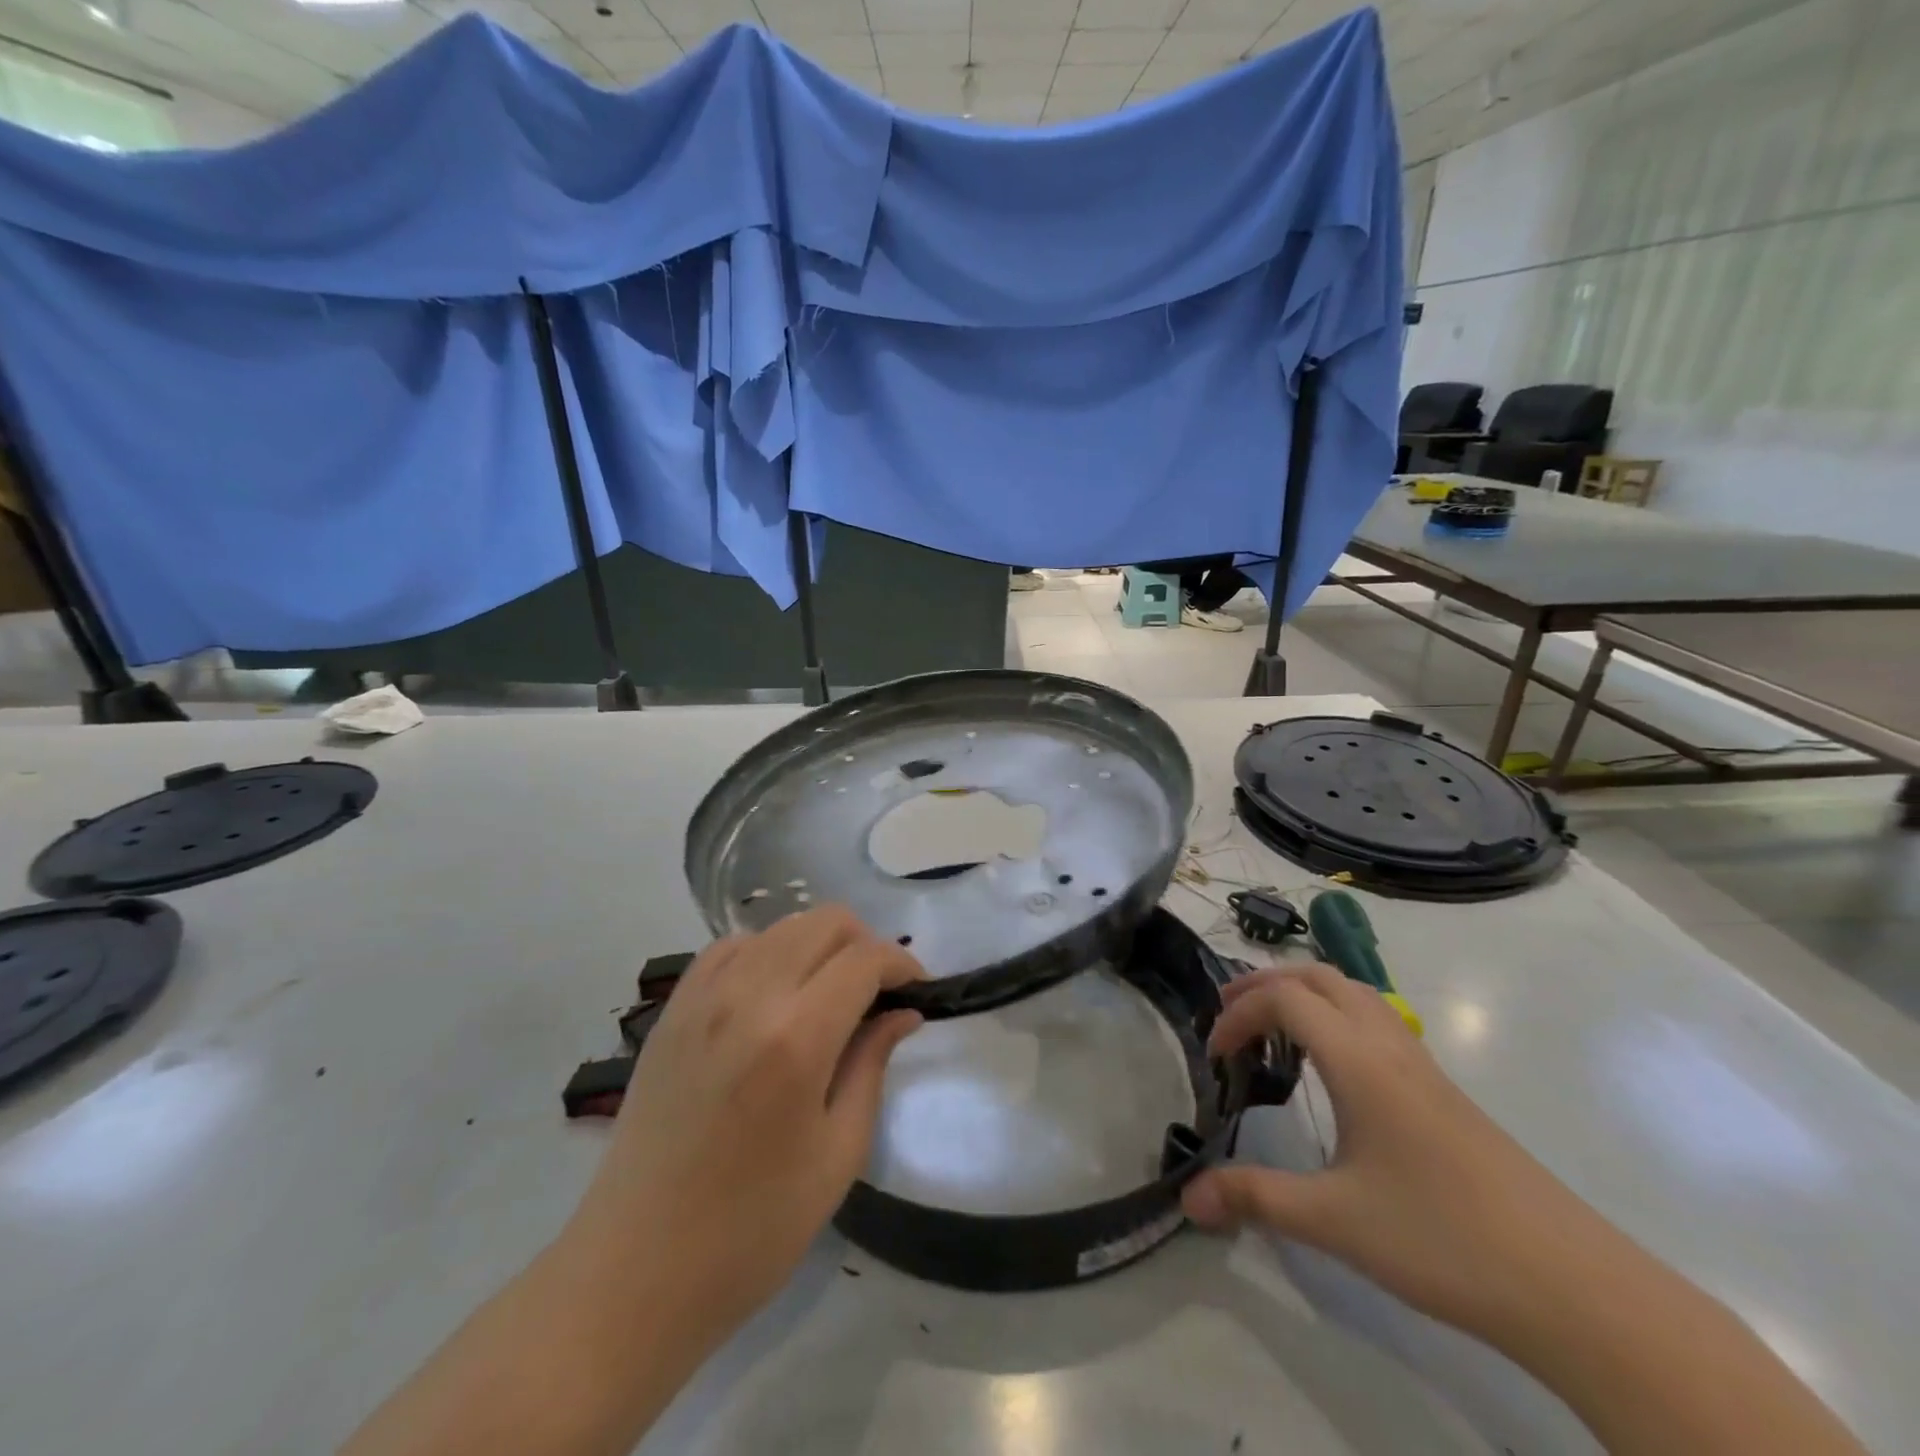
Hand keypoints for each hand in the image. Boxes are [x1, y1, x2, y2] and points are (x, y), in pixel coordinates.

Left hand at [566, 908, 923, 1337]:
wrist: (634, 1271)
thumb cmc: (752, 1229)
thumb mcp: (837, 1154)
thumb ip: (872, 1065)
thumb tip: (903, 1011)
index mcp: (796, 1037)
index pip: (865, 959)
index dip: (902, 964)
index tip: (918, 991)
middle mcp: (748, 996)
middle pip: (824, 922)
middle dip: (864, 945)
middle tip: (877, 994)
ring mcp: (703, 997)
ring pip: (780, 928)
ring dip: (818, 946)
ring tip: (828, 996)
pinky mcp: (672, 1009)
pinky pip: (731, 948)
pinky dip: (766, 954)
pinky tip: (772, 996)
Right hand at [1182, 965, 1603, 1339]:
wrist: (1574, 1287)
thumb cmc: (1442, 1238)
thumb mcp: (1334, 1221)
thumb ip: (1255, 1198)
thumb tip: (1187, 1198)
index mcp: (1359, 1061)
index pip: (1285, 999)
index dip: (1239, 1014)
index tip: (1215, 1056)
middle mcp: (1390, 1047)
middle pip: (1319, 977)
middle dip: (1266, 984)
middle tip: (1229, 1015)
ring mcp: (1424, 1067)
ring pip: (1355, 994)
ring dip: (1305, 994)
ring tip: (1274, 1031)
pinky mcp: (1445, 1093)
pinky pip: (1378, 1022)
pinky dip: (1337, 1018)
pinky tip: (1333, 1071)